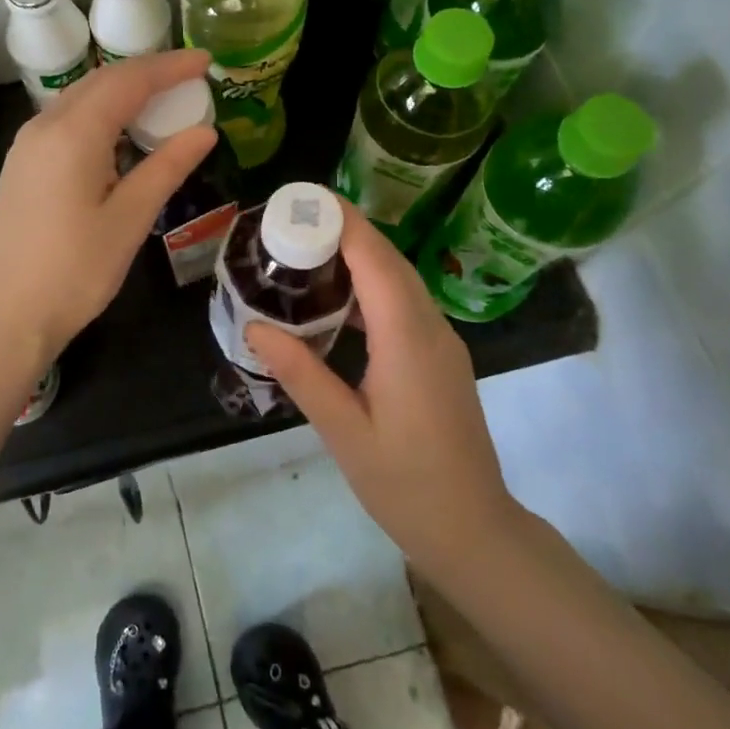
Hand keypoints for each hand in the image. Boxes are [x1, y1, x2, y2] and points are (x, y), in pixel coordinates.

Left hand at [0, 49, 217, 369]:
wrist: (7, 315)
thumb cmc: (74, 272)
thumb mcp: (129, 219)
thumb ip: (166, 167)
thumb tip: (205, 131)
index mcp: (73, 134)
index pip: (129, 81)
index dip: (169, 67)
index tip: (206, 61)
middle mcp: (45, 126)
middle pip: (102, 81)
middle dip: (147, 73)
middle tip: (190, 77)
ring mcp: (28, 144)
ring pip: (82, 97)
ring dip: (123, 91)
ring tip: (163, 99)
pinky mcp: (23, 163)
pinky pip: (67, 119)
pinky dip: (101, 112)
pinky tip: (121, 132)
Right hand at [245, 202, 523, 584]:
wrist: (474, 530)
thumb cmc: (405, 485)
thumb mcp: (344, 432)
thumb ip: (301, 374)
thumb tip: (255, 327)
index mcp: (407, 339)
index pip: (374, 259)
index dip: (341, 221)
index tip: (300, 199)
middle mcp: (431, 327)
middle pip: (388, 259)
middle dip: (344, 230)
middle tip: (289, 221)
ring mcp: (442, 340)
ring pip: (400, 278)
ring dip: (358, 254)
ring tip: (306, 249)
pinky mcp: (441, 355)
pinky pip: (405, 301)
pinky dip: (372, 283)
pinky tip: (338, 297)